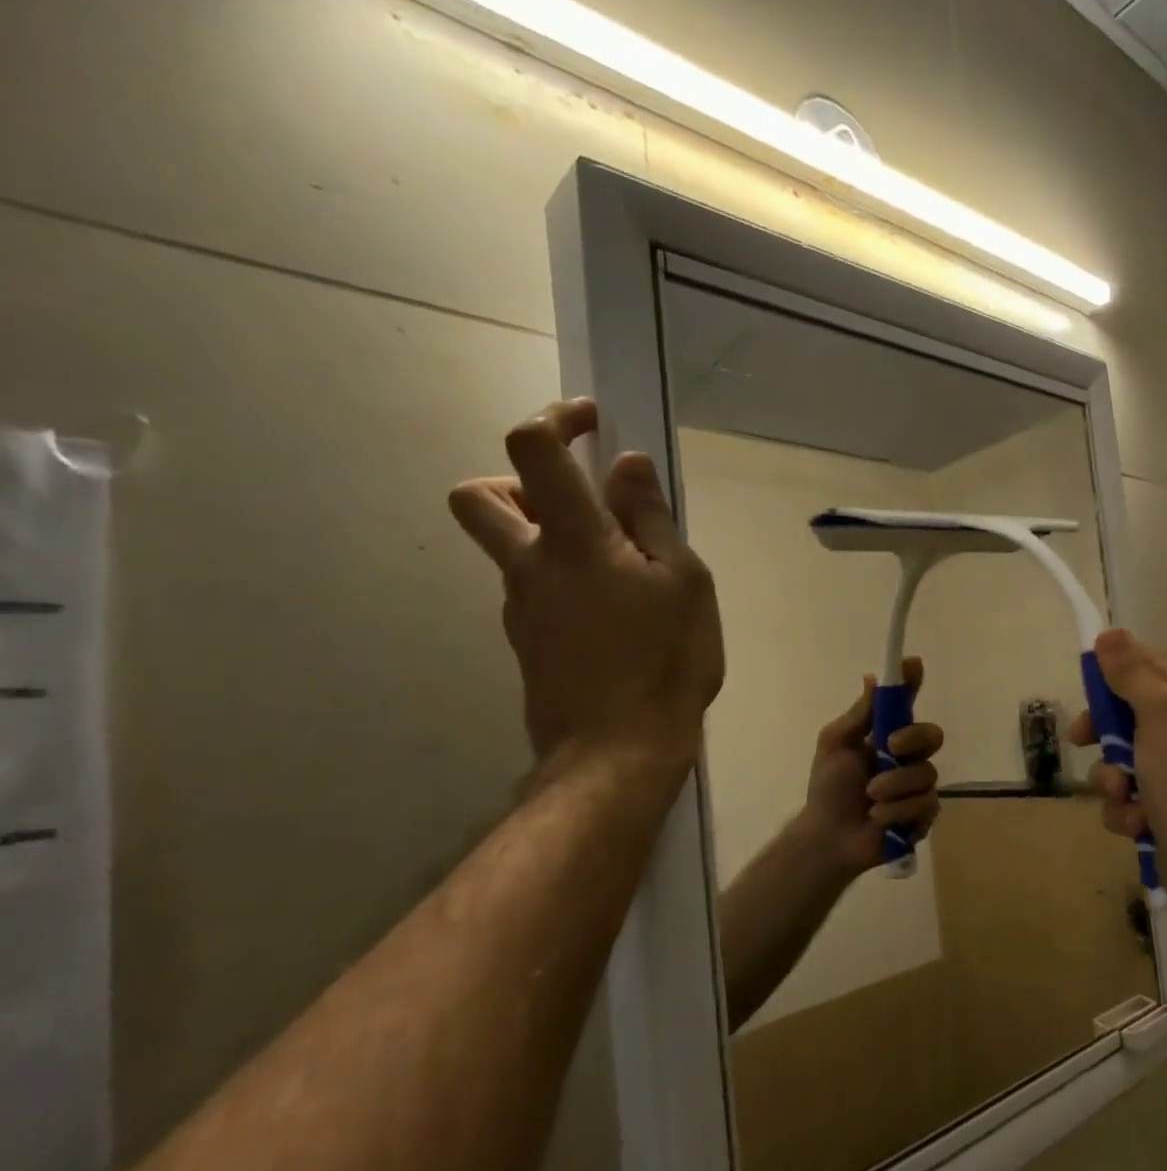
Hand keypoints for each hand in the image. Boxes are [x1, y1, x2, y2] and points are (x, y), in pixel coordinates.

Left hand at [449, 399, 724, 767]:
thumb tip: (626, 465)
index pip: (531, 450)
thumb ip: (651, 519)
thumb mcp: (684, 582)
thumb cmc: (664, 662)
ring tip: (625, 574)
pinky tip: (617, 616)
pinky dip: (565, 582)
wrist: (617, 753)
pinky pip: (535, 591)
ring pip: (513, 550)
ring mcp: (519, 608)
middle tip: (578, 505)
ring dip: (554, 538)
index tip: (592, 421)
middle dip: (517, 482)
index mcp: (570, 541)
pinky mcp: (526, 642)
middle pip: (478, 497)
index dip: (554, 418)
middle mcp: (527, 566)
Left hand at [798, 657, 943, 879]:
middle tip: (890, 747)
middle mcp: (909, 758)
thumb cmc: (828, 789)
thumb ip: (859, 715)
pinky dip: (898, 810)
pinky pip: (925, 804)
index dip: (912, 683)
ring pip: (927, 773)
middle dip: (914, 739)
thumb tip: (873, 678)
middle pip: (932, 735)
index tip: (913, 663)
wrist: (828, 836)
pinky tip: (879, 818)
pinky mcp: (924, 815)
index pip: (907, 705)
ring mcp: (919, 787)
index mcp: (888, 737)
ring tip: (870, 798)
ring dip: (894, 785)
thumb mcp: (836, 745)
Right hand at [1068, 629, 1166, 888]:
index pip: (1155, 669)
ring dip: (1112, 780)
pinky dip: (1126, 811)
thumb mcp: (1160, 712)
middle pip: (1132, 717)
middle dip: (1106, 735)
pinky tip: (1137, 823)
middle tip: (1081, 739)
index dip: (1116, 672)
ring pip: (1124, 761)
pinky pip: (1130, 798)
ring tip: (1122, 796)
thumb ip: (1132, 672)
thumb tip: (1109, 635)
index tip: (1085, 681)